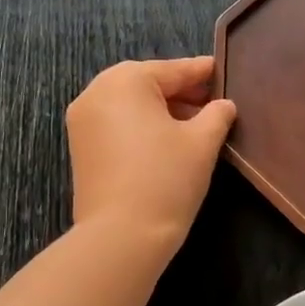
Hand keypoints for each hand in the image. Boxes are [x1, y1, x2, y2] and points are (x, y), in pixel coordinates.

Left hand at [66, 57, 235, 251]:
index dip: (201, 72)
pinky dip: (142, 126)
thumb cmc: (166, 178)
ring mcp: (83, 121)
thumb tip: (223, 104)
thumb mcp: (203, 142)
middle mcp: (96, 92)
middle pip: (148, 83)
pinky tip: (168, 142)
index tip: (221, 70)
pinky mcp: (81, 148)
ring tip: (195, 125)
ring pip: (131, 104)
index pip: (173, 70)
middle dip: (181, 92)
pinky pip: (118, 124)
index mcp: (126, 81)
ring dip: (162, 110)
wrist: (122, 235)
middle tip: (212, 102)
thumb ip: (217, 115)